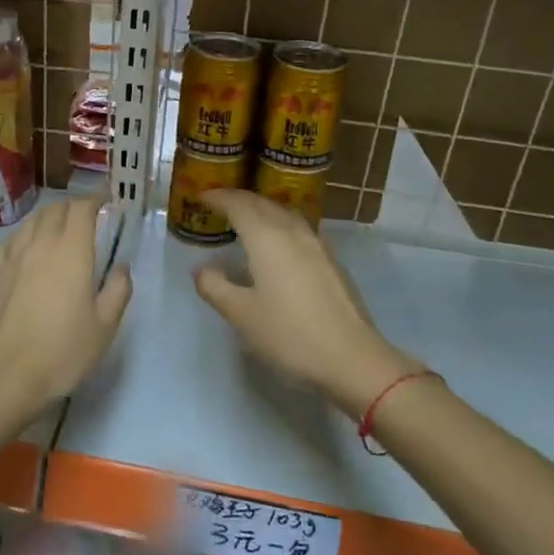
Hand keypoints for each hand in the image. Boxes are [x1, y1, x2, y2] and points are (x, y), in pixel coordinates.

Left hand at [0, 197, 131, 425]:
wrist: (7, 375)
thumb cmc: (63, 351)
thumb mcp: (105, 326)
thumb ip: (118, 289)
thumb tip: (120, 267)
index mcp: (71, 250)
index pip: (82, 207)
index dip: (96, 200)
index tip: (107, 204)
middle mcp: (39, 243)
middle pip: (56, 209)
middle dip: (74, 208)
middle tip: (88, 221)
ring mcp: (11, 256)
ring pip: (31, 222)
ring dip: (49, 219)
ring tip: (59, 233)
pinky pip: (10, 241)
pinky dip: (25, 237)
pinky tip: (27, 253)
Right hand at [193, 190, 422, 418]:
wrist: (352, 358)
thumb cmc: (289, 334)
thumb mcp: (241, 315)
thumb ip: (215, 287)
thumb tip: (202, 269)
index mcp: (266, 238)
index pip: (238, 204)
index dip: (218, 197)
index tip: (201, 196)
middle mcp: (292, 232)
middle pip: (263, 204)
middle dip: (239, 200)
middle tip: (219, 204)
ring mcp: (317, 245)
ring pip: (284, 214)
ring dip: (262, 210)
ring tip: (247, 220)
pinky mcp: (332, 262)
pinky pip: (298, 229)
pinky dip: (279, 225)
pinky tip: (278, 245)